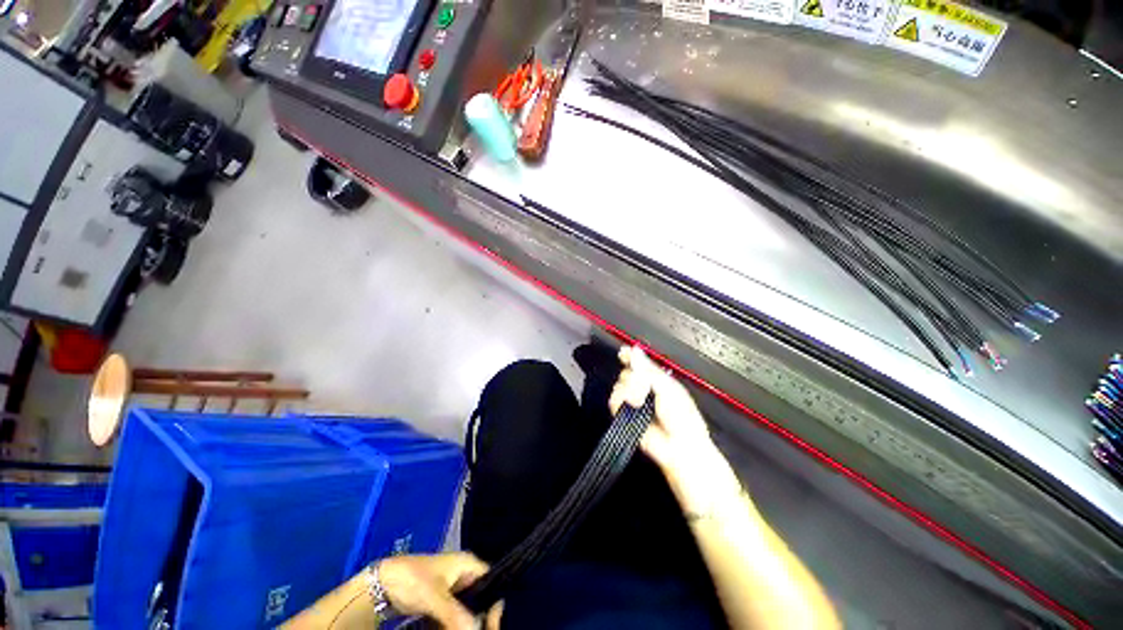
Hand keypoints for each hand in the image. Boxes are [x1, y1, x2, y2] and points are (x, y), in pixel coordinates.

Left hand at [379, 552, 500, 629]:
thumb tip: (475, 629)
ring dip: (463, 622)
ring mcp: (450, 588)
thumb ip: (456, 614)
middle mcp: (462, 574)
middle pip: (479, 596)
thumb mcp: (435, 597)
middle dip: (477, 615)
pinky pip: (453, 615)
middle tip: (474, 629)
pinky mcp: (439, 601)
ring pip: (465, 608)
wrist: (382, 584)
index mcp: (467, 563)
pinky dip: (452, 624)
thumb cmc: (413, 579)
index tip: (491, 620)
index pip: (490, 579)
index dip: (493, 599)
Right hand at [609, 346, 714, 472]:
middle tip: (644, 386)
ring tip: (641, 400)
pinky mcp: (624, 416)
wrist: (678, 446)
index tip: (623, 352)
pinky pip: (614, 400)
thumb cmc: (682, 417)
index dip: (630, 356)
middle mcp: (643, 390)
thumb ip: (648, 369)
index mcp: (657, 380)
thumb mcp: (668, 387)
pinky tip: (631, 405)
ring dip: (629, 390)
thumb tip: (634, 350)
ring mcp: (633, 403)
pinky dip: (620, 401)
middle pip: (627, 372)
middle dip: (634, 376)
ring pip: (619, 385)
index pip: (639, 363)